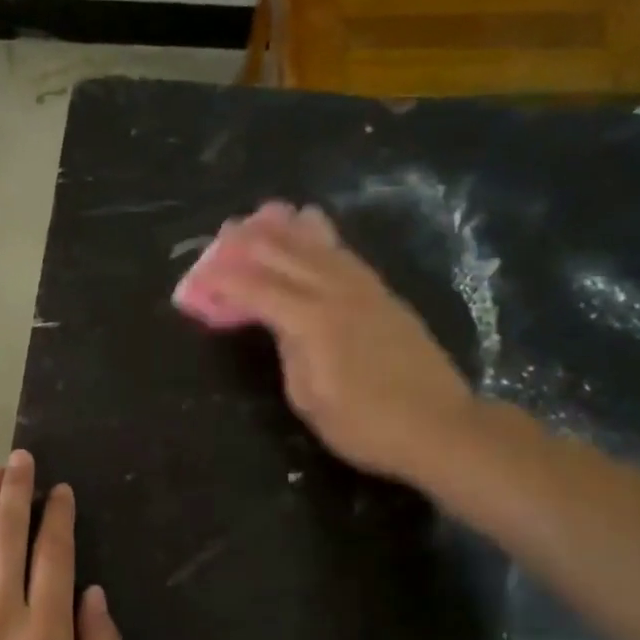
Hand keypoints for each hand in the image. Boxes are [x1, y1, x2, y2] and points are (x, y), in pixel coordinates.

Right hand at [199, 202, 479, 480]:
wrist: (440, 427)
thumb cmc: (366, 425)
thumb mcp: (310, 400)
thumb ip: (289, 353)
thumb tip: (280, 325)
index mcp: (313, 322)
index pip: (258, 290)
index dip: (225, 281)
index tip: (199, 276)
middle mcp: (338, 294)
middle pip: (287, 257)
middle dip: (252, 243)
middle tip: (225, 232)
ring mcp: (366, 291)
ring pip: (320, 248)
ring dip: (289, 229)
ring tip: (267, 212)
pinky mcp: (385, 296)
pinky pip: (346, 256)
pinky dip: (324, 239)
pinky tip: (315, 231)